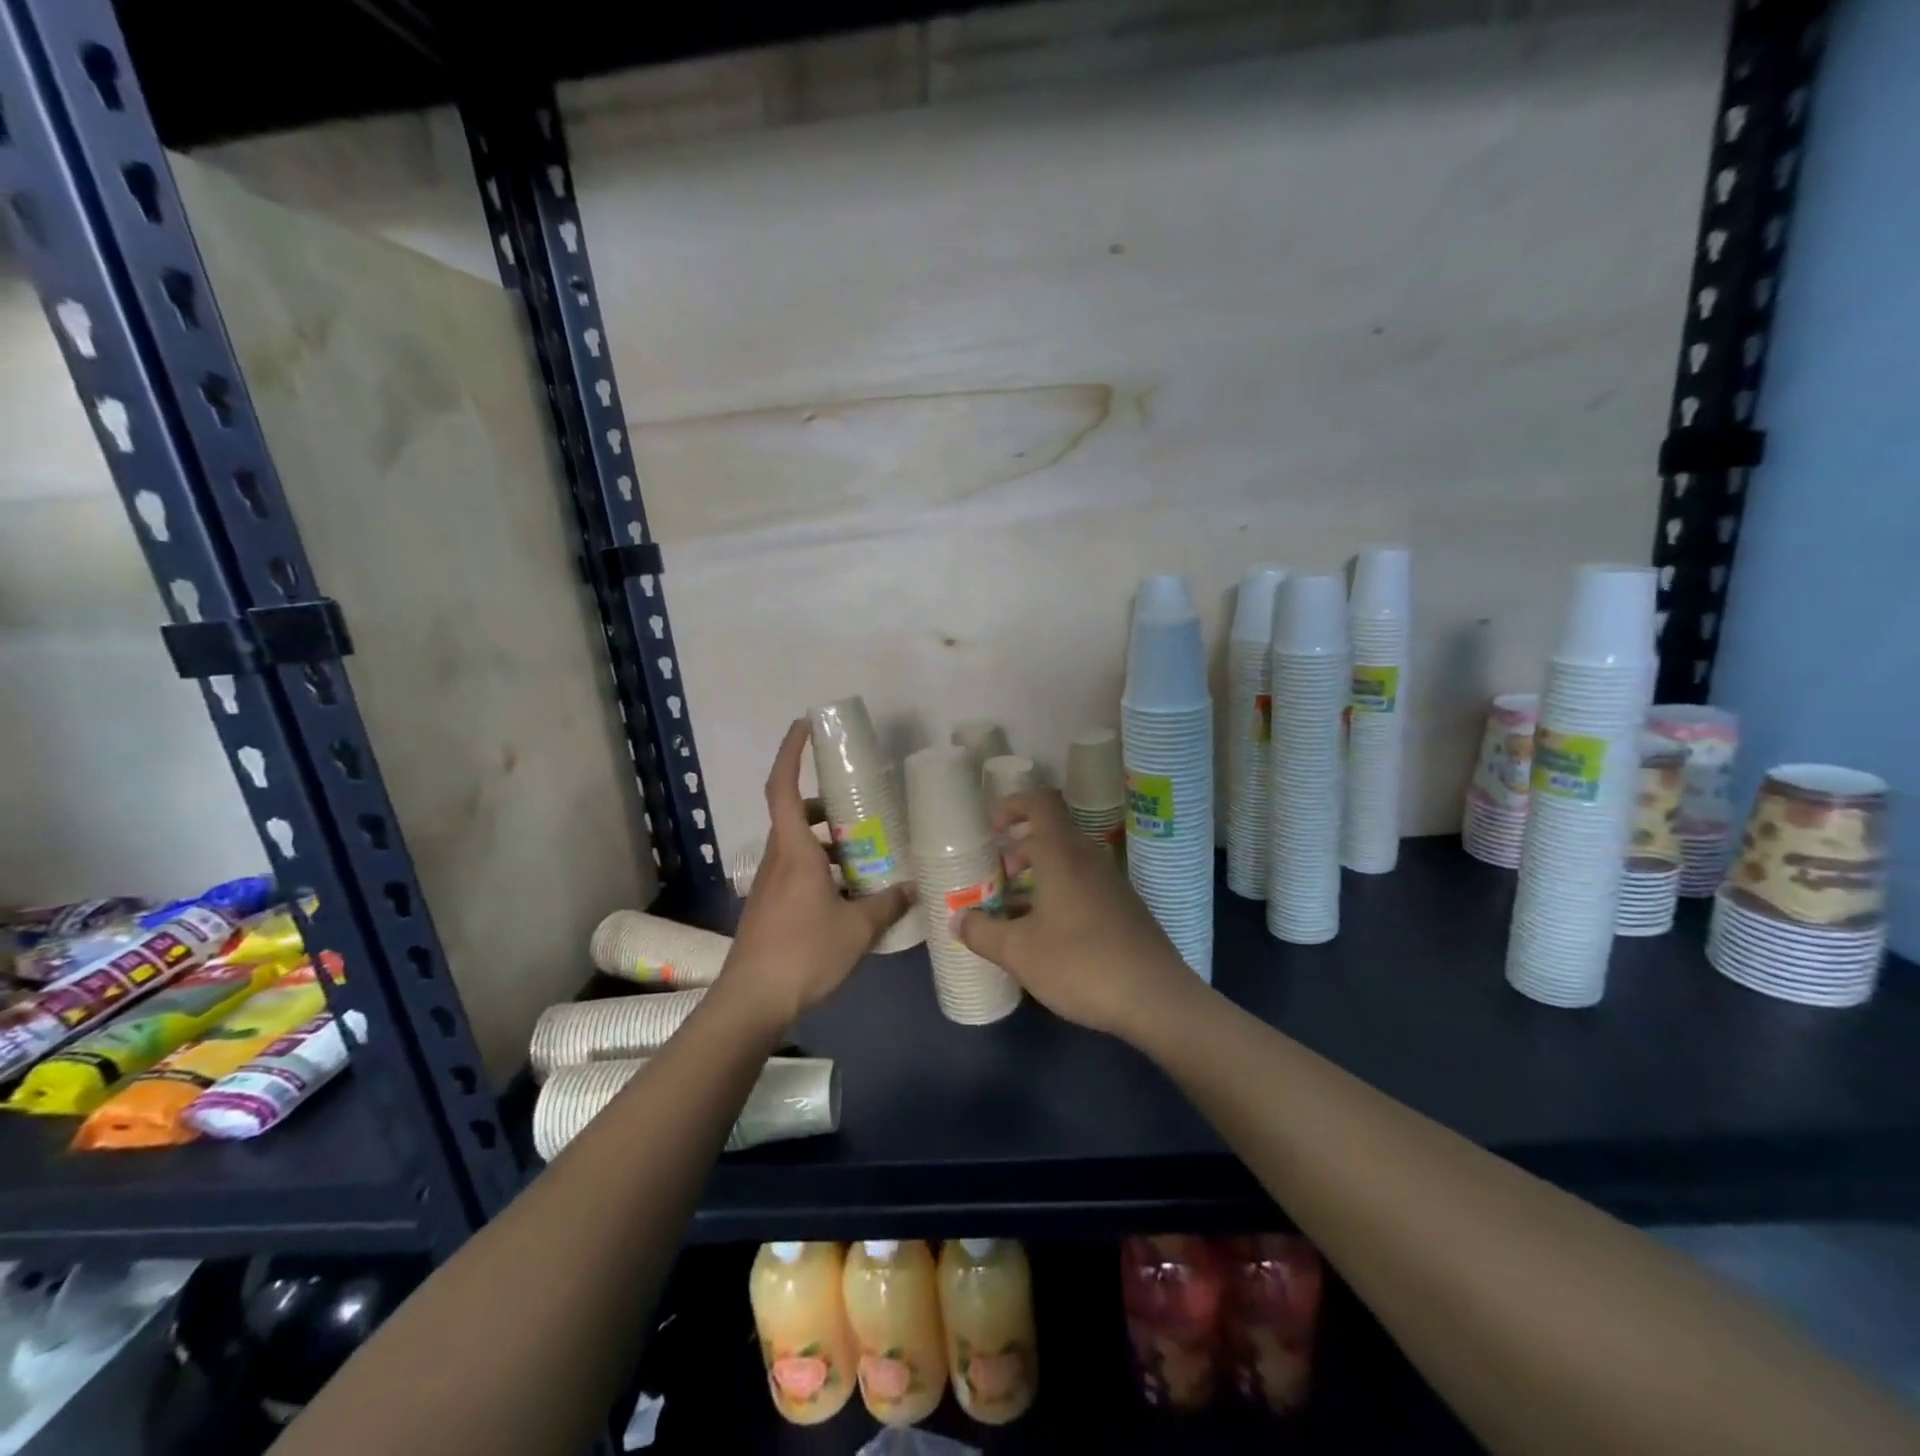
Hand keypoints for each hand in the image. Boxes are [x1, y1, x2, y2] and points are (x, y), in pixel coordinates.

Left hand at [724, 719, 913, 1027]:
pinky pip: (796, 871)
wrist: (752, 1000)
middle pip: (794, 815)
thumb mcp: (857, 928)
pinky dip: (821, 868)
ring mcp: (770, 884)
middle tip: (858, 806)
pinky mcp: (770, 906)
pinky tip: (848, 893)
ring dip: (825, 840)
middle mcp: (777, 859)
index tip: (804, 725)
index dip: (790, 752)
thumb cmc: (804, 953)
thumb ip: (888, 904)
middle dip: (824, 804)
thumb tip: (914, 889)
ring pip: (796, 845)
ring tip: (863, 852)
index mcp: (794, 851)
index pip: (783, 787)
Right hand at [953, 789, 1197, 1038]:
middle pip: (1050, 834)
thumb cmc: (1080, 964)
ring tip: (1010, 912)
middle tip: (993, 880)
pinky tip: (1044, 936)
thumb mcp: (1018, 952)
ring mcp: (1111, 884)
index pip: (1041, 802)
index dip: (1012, 805)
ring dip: (1035, 878)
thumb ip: (982, 932)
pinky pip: (1082, 886)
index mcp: (1063, 854)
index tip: (990, 829)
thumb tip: (958, 920)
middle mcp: (1089, 859)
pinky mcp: (1123, 909)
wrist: (1156, 999)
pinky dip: (1057, 896)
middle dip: (1016, 851)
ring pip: (1066, 864)